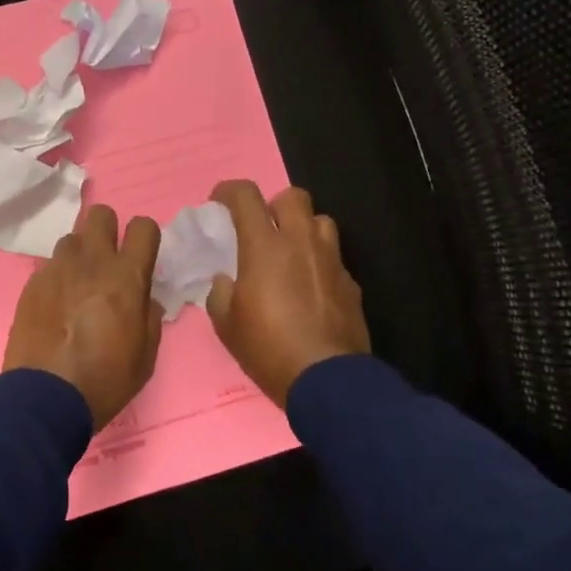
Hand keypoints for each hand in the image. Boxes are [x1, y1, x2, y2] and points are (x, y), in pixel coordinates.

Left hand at [3, 205, 163, 429]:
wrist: (45, 397)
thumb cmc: (105, 380)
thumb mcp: (146, 356)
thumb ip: (149, 316)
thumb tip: (143, 297)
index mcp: (126, 277)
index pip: (143, 226)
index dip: (145, 237)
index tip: (141, 256)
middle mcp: (91, 262)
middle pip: (100, 214)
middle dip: (108, 230)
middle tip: (108, 260)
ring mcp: (57, 269)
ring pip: (72, 238)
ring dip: (80, 254)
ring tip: (78, 283)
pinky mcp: (32, 283)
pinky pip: (49, 265)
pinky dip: (57, 277)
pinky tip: (56, 304)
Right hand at [206, 180, 369, 405]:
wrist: (326, 379)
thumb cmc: (268, 347)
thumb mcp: (226, 324)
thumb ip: (220, 292)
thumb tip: (226, 280)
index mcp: (265, 246)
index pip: (246, 195)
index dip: (229, 191)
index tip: (219, 202)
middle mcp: (301, 243)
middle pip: (293, 197)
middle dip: (274, 205)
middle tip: (262, 229)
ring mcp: (331, 261)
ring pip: (321, 221)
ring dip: (303, 229)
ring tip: (290, 253)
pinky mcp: (351, 283)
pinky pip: (334, 258)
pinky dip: (319, 263)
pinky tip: (310, 288)